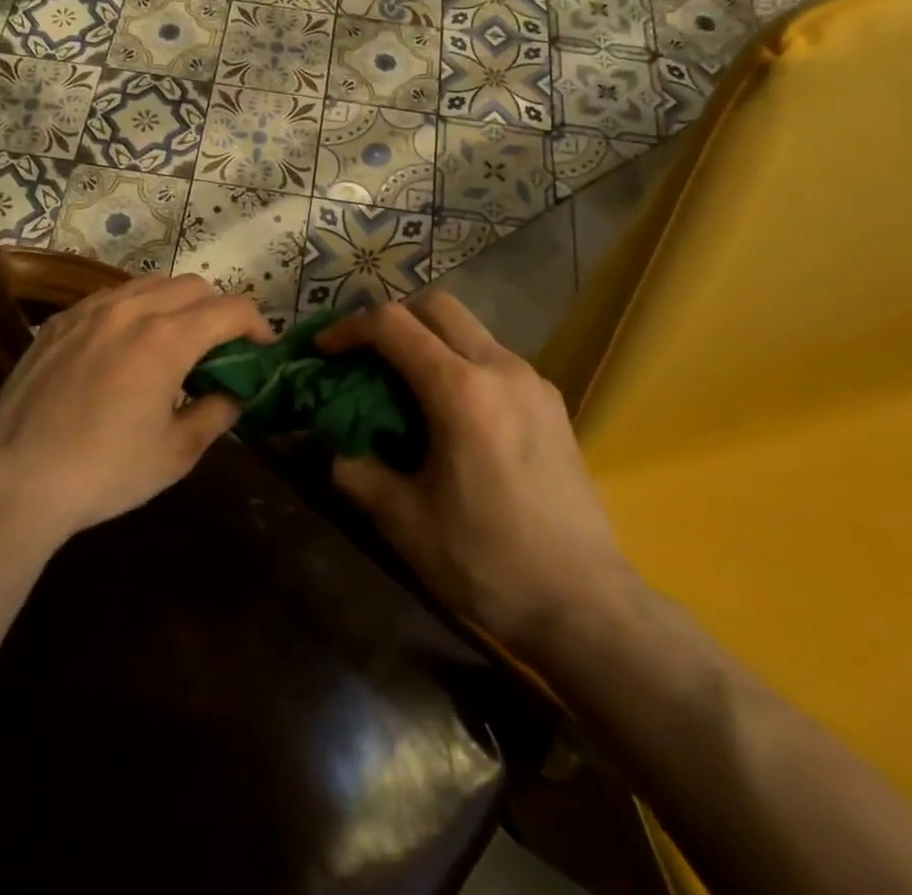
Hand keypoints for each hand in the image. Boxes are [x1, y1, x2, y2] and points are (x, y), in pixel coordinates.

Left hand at [0, 274, 270, 544]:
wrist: (14, 482)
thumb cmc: (104, 472)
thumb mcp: (176, 453)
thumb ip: (217, 412)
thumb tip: (234, 392)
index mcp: (166, 339)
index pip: (230, 309)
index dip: (256, 324)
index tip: (263, 347)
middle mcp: (131, 309)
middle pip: (193, 285)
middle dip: (218, 310)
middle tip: (219, 348)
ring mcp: (89, 310)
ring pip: (150, 283)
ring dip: (176, 303)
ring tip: (174, 341)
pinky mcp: (59, 320)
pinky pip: (111, 297)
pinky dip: (136, 309)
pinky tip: (127, 345)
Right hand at [319, 293, 630, 652]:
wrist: (587, 604)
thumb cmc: (488, 562)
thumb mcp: (406, 521)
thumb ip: (357, 470)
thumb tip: (329, 445)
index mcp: (461, 390)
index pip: (392, 324)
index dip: (349, 328)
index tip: (324, 352)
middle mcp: (500, 368)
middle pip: (437, 306)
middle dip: (392, 318)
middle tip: (365, 356)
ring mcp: (533, 381)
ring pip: (469, 328)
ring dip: (428, 338)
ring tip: (404, 384)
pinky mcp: (552, 401)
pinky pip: (494, 356)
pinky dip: (460, 361)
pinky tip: (451, 411)